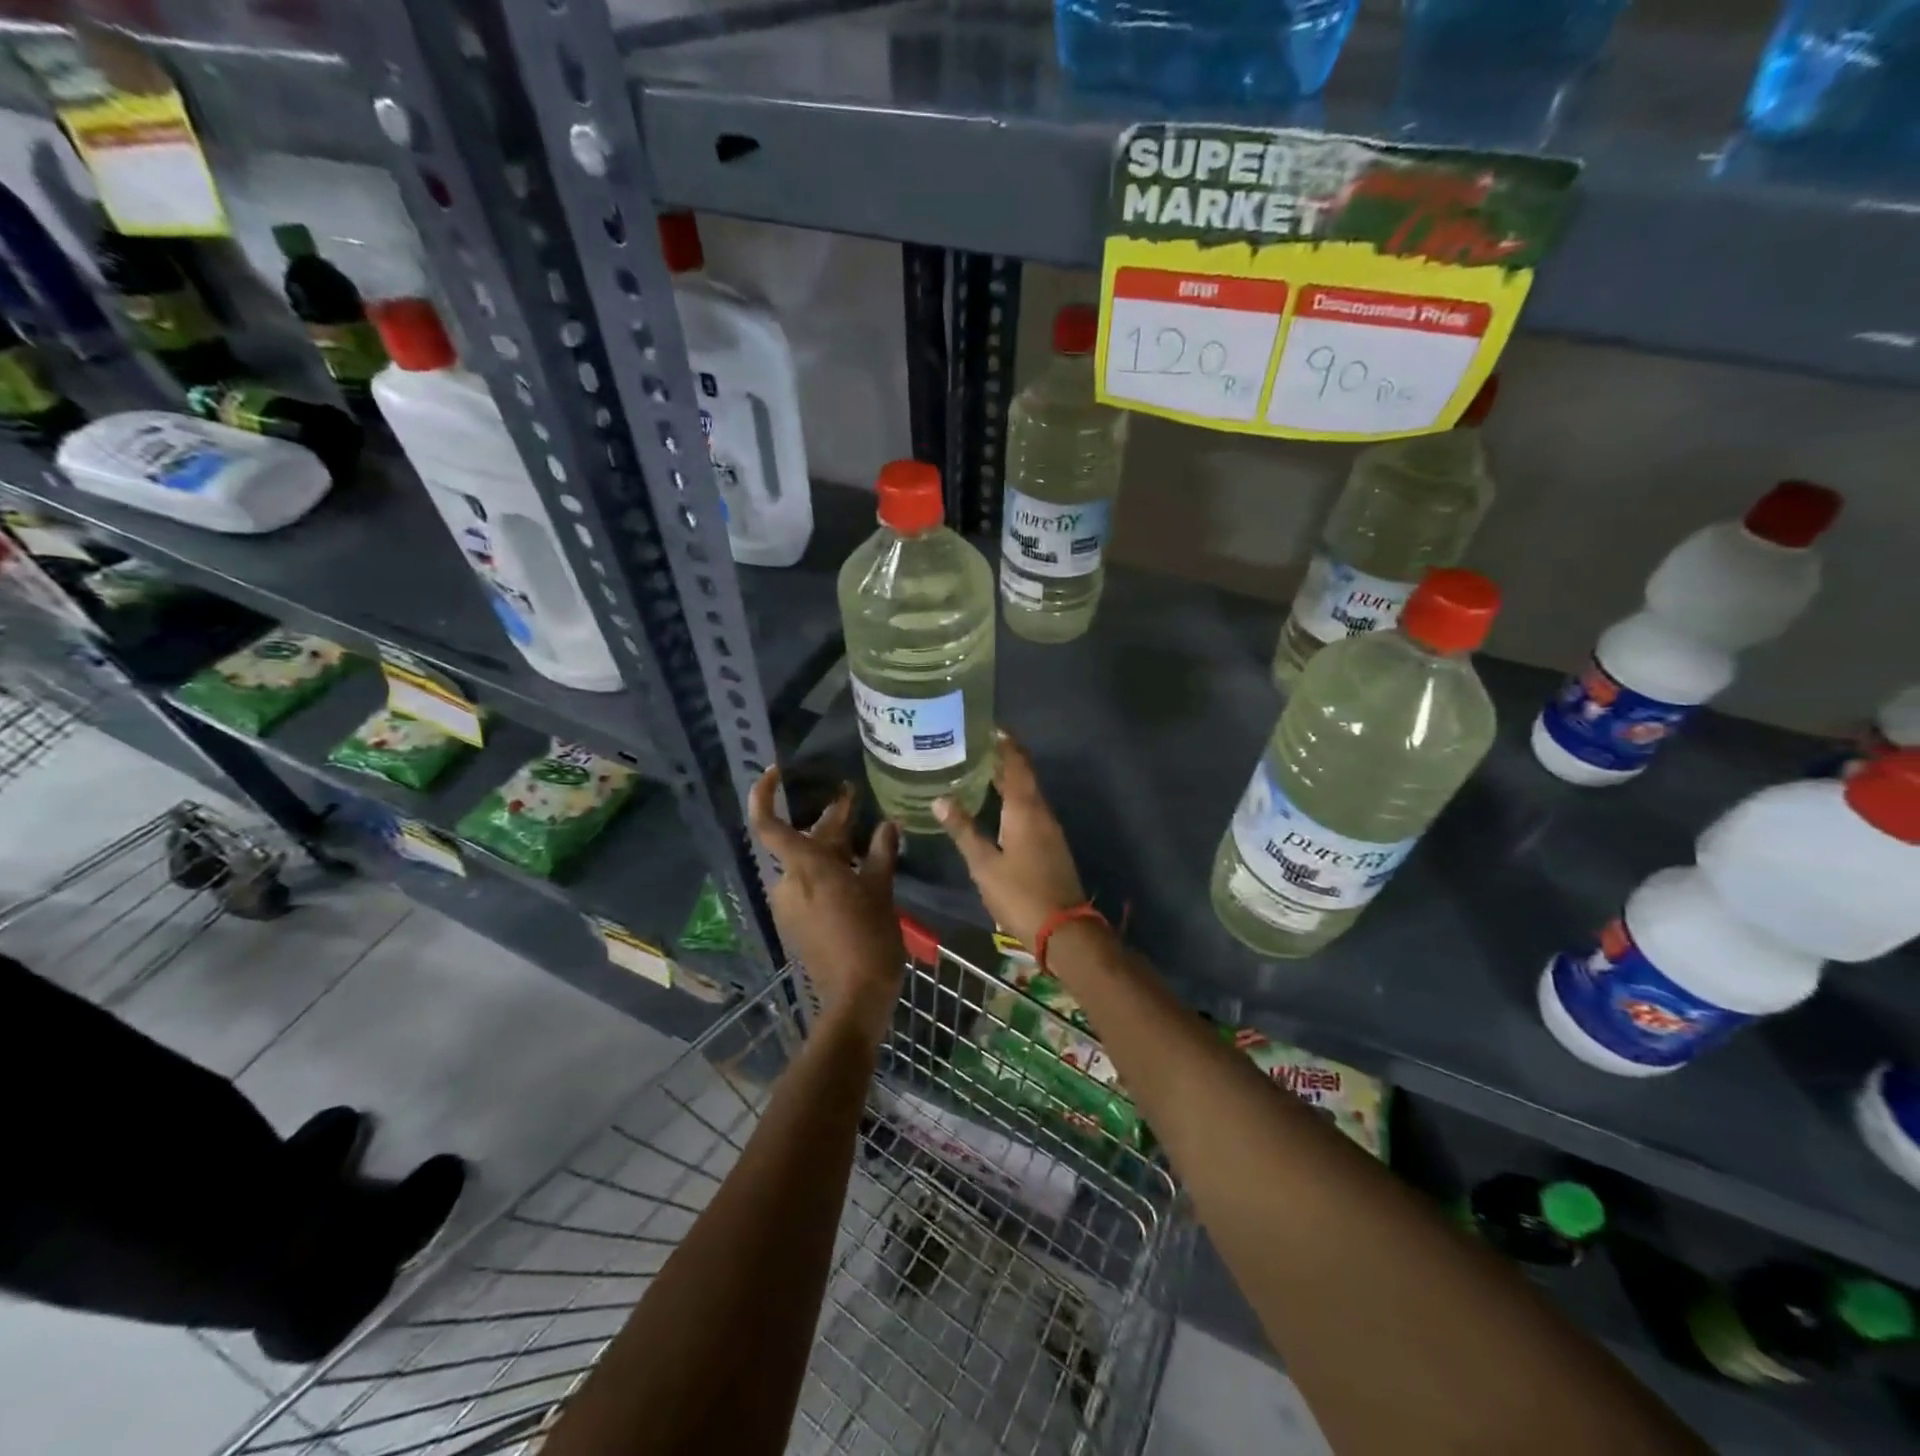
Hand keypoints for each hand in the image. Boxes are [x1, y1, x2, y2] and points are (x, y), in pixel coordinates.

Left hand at [748, 766, 902, 1040]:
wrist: (855, 997)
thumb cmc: (870, 937)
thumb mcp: (881, 890)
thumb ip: (881, 853)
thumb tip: (888, 824)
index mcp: (806, 868)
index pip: (769, 825)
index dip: (765, 795)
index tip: (776, 772)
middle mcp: (789, 882)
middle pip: (801, 841)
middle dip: (827, 820)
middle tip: (854, 799)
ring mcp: (790, 905)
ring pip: (807, 863)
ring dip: (831, 847)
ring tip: (863, 834)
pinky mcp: (796, 923)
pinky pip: (809, 885)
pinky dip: (828, 871)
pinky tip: (856, 868)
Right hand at [933, 731, 1086, 948]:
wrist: (1062, 929)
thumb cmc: (1019, 893)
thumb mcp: (983, 864)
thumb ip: (963, 830)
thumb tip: (940, 799)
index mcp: (1025, 809)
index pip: (1016, 764)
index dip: (1005, 744)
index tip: (989, 727)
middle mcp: (1041, 812)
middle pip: (1023, 776)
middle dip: (1003, 759)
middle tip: (975, 747)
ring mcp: (1049, 829)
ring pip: (1028, 794)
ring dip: (1008, 780)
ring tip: (980, 771)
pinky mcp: (1051, 845)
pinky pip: (1031, 810)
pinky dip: (1014, 799)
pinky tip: (997, 807)